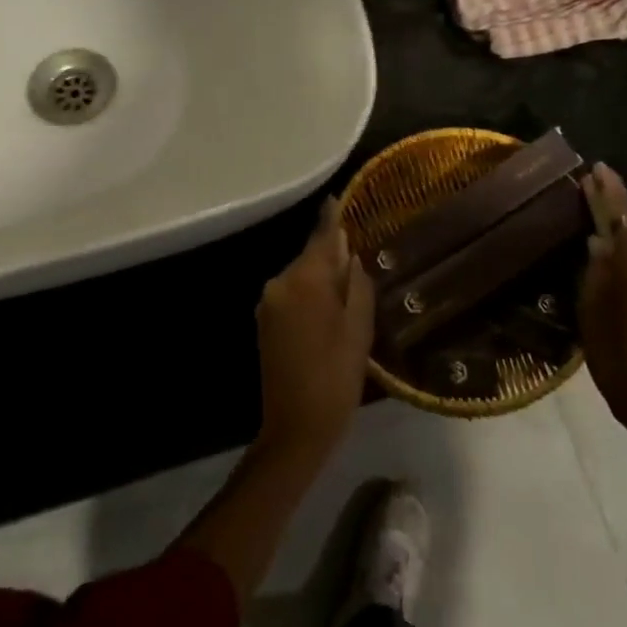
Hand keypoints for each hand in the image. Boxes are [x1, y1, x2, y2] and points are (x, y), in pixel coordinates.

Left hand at [255, 199, 373, 460]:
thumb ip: (357, 283)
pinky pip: (293, 294)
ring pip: (302, 277)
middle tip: (361, 258)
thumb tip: (351, 254)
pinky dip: (311, 295)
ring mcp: (268, 304)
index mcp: (304, 281)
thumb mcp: (359, 328)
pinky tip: (330, 310)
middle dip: (333, 255)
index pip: (321, 238)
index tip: (337, 198)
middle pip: (311, 257)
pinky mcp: (265, 322)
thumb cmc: (336, 376)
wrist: (295, 428)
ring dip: (323, 278)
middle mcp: (279, 283)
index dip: (332, 218)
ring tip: (351, 287)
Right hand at [578, 164, 626, 449]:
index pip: (621, 215)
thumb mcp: (592, 308)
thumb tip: (597, 241)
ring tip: (603, 207)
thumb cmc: (615, 352)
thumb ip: (595, 269)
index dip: (608, 190)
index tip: (597, 167)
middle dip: (618, 201)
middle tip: (595, 184)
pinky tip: (618, 244)